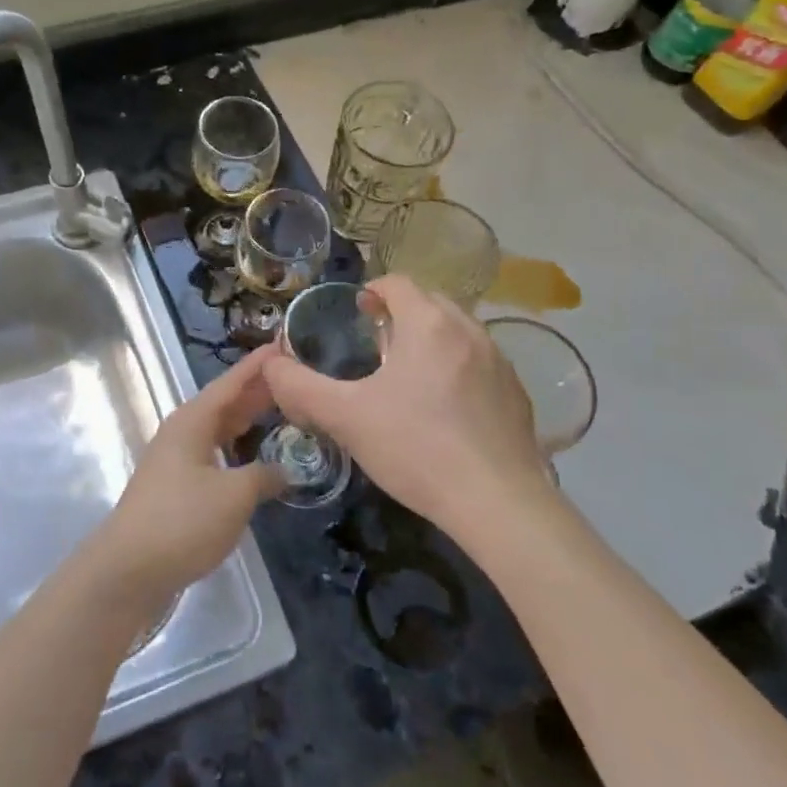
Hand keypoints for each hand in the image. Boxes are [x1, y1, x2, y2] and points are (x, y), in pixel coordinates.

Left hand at [89, 346, 283, 612]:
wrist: (128, 569)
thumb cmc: (182, 521)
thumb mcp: (234, 496)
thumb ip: (264, 476)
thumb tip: (285, 470)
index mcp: (193, 421)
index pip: (232, 382)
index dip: (259, 365)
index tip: (285, 344)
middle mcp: (182, 432)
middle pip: (225, 403)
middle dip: (258, 391)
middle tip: (296, 380)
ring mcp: (176, 459)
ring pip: (219, 429)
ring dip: (248, 421)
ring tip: (283, 413)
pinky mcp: (175, 486)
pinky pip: (213, 453)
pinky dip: (237, 449)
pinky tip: (254, 459)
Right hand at [263, 276, 552, 538]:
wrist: (498, 504)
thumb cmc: (416, 449)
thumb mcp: (346, 418)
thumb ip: (300, 387)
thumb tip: (269, 365)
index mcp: (428, 324)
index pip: (398, 283)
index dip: (372, 291)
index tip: (356, 313)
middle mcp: (469, 330)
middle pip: (430, 302)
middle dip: (401, 314)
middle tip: (376, 346)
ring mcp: (499, 361)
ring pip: (458, 331)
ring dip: (431, 340)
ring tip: (408, 377)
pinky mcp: (517, 393)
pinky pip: (480, 362)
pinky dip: (458, 367)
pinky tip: (444, 409)